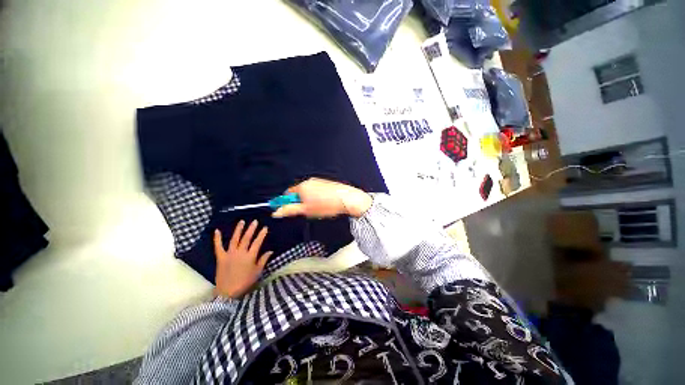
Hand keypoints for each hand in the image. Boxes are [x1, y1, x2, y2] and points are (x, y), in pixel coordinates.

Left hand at [213, 220, 272, 298]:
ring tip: (242, 221)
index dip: (261, 234)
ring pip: (235, 239)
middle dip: (251, 229)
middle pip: (246, 238)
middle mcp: (240, 252)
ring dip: (238, 230)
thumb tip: (270, 251)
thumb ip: (263, 260)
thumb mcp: (257, 272)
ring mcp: (229, 254)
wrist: (227, 292)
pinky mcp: (220, 257)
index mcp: (250, 256)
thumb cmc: (245, 282)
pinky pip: (218, 246)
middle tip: (254, 221)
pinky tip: (217, 230)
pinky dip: (217, 238)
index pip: (257, 242)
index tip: (265, 227)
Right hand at [272, 178, 371, 218]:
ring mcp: (319, 181)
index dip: (288, 203)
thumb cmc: (326, 205)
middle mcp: (309, 181)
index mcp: (302, 186)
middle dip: (300, 202)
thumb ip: (290, 210)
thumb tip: (276, 212)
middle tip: (307, 211)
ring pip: (308, 192)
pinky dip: (317, 197)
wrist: (347, 199)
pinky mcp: (327, 183)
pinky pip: (317, 190)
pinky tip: (325, 203)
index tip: (292, 210)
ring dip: (309, 200)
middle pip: (298, 192)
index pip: (287, 194)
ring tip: (319, 208)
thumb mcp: (306, 210)